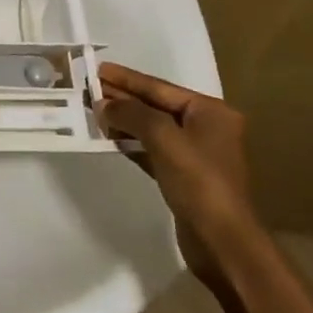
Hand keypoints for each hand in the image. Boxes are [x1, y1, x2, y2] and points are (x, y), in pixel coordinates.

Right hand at [94, 63, 258, 283]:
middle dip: (123, 98)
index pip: (159, 87)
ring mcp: (196, 153)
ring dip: (124, 120)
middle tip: (89, 88)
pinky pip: (153, 149)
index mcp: (210, 111)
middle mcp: (206, 127)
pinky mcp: (184, 176)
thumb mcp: (163, 138)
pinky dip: (132, 142)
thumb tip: (103, 104)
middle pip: (156, 105)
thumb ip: (131, 113)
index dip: (127, 78)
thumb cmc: (198, 181)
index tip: (97, 69)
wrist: (223, 243)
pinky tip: (109, 137)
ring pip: (152, 128)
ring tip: (94, 110)